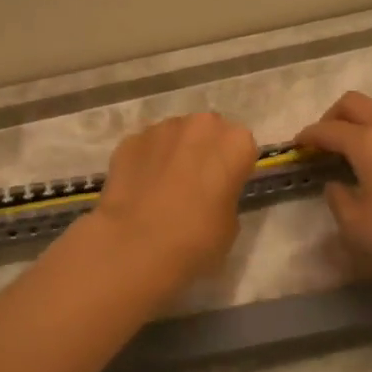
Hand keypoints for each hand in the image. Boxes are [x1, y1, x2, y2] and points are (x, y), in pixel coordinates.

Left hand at [92, 112, 258, 287]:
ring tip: (163, 188)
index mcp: (235, 143)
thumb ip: (225, 197)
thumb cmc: (197, 239)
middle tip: (195, 185)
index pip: (242, 148)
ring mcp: (161, 129)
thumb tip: (210, 196)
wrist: (137, 246)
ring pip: (174, 136)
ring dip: (173, 153)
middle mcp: (201, 125)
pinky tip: (139, 191)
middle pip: (207, 132)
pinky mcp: (130, 140)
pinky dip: (144, 163)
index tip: (224, 189)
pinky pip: (145, 148)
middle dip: (203, 151)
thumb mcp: (230, 225)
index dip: (232, 169)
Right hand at [296, 91, 371, 294]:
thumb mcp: (357, 225)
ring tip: (351, 150)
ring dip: (359, 122)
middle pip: (354, 103)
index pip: (328, 129)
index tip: (296, 146)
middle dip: (331, 117)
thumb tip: (336, 184)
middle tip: (322, 142)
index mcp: (368, 141)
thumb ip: (338, 199)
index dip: (308, 136)